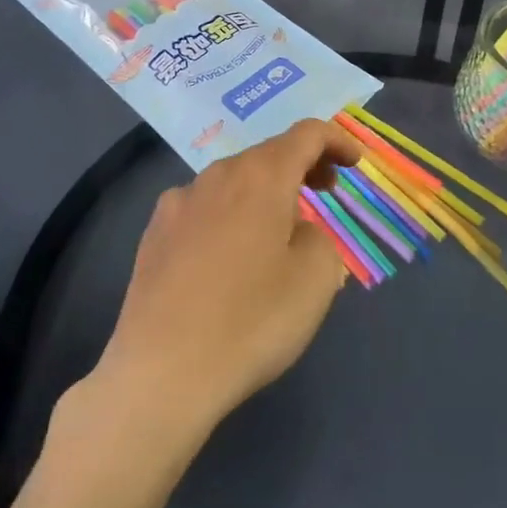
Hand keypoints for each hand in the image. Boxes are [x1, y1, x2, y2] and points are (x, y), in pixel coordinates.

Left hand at [92, 118, 360, 438]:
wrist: (160, 373)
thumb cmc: (250, 321)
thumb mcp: (316, 281)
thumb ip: (319, 239)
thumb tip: (297, 231)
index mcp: (262, 176)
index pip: (307, 134)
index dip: (336, 142)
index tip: (353, 164)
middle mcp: (218, 175)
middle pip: (268, 154)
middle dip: (302, 166)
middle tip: (324, 193)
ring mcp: (179, 202)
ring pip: (233, 181)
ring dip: (263, 192)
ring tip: (277, 231)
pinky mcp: (153, 233)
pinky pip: (203, 208)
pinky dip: (228, 214)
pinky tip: (227, 256)